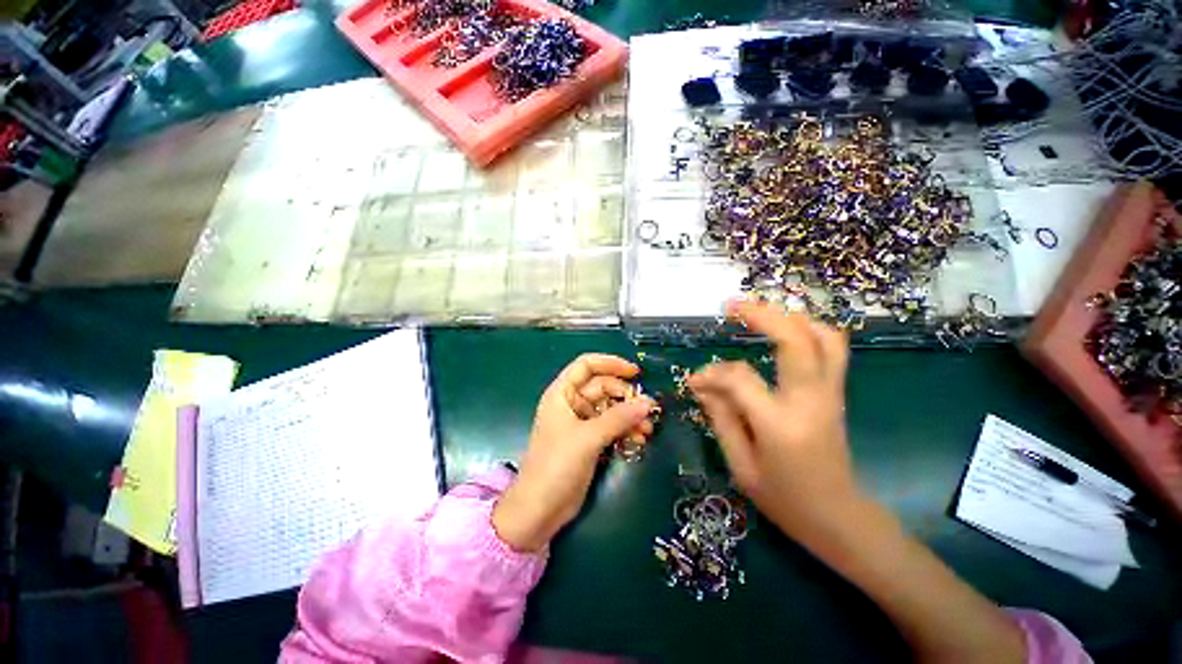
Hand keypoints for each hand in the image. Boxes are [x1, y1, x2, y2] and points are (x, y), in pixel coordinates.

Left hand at [493, 354, 656, 551]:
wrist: (539, 509)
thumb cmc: (556, 465)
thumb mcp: (588, 438)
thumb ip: (618, 418)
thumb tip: (648, 402)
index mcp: (563, 393)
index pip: (587, 365)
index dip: (611, 363)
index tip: (636, 372)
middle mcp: (572, 403)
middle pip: (603, 387)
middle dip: (626, 396)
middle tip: (648, 409)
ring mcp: (581, 423)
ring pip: (610, 408)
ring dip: (629, 415)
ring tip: (648, 429)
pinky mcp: (589, 441)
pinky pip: (611, 427)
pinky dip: (625, 430)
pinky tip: (639, 439)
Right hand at [687, 298, 859, 544]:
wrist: (839, 519)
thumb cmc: (784, 500)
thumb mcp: (740, 465)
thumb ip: (720, 418)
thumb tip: (701, 383)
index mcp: (780, 425)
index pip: (740, 379)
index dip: (712, 373)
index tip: (695, 381)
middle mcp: (810, 400)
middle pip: (794, 340)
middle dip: (761, 314)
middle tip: (732, 306)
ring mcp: (830, 394)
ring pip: (823, 337)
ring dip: (790, 317)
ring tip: (760, 312)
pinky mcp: (836, 393)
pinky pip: (832, 349)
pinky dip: (810, 329)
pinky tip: (788, 328)